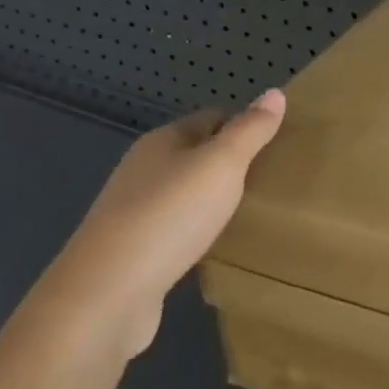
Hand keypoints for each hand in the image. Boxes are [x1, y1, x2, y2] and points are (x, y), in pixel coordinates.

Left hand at [37, 90, 286, 359]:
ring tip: (253, 212)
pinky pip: (175, 231)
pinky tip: (217, 247)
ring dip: (214, 200)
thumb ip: (251, 130)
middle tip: (274, 179)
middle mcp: (143, 170)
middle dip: (232, 164)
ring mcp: (134, 213)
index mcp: (162, 142)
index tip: (281, 144)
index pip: (213, 118)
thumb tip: (275, 92)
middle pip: (197, 155)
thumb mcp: (222, 164)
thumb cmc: (170, 216)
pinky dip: (198, 233)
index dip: (246, 126)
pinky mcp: (133, 253)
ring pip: (185, 194)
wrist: (107, 295)